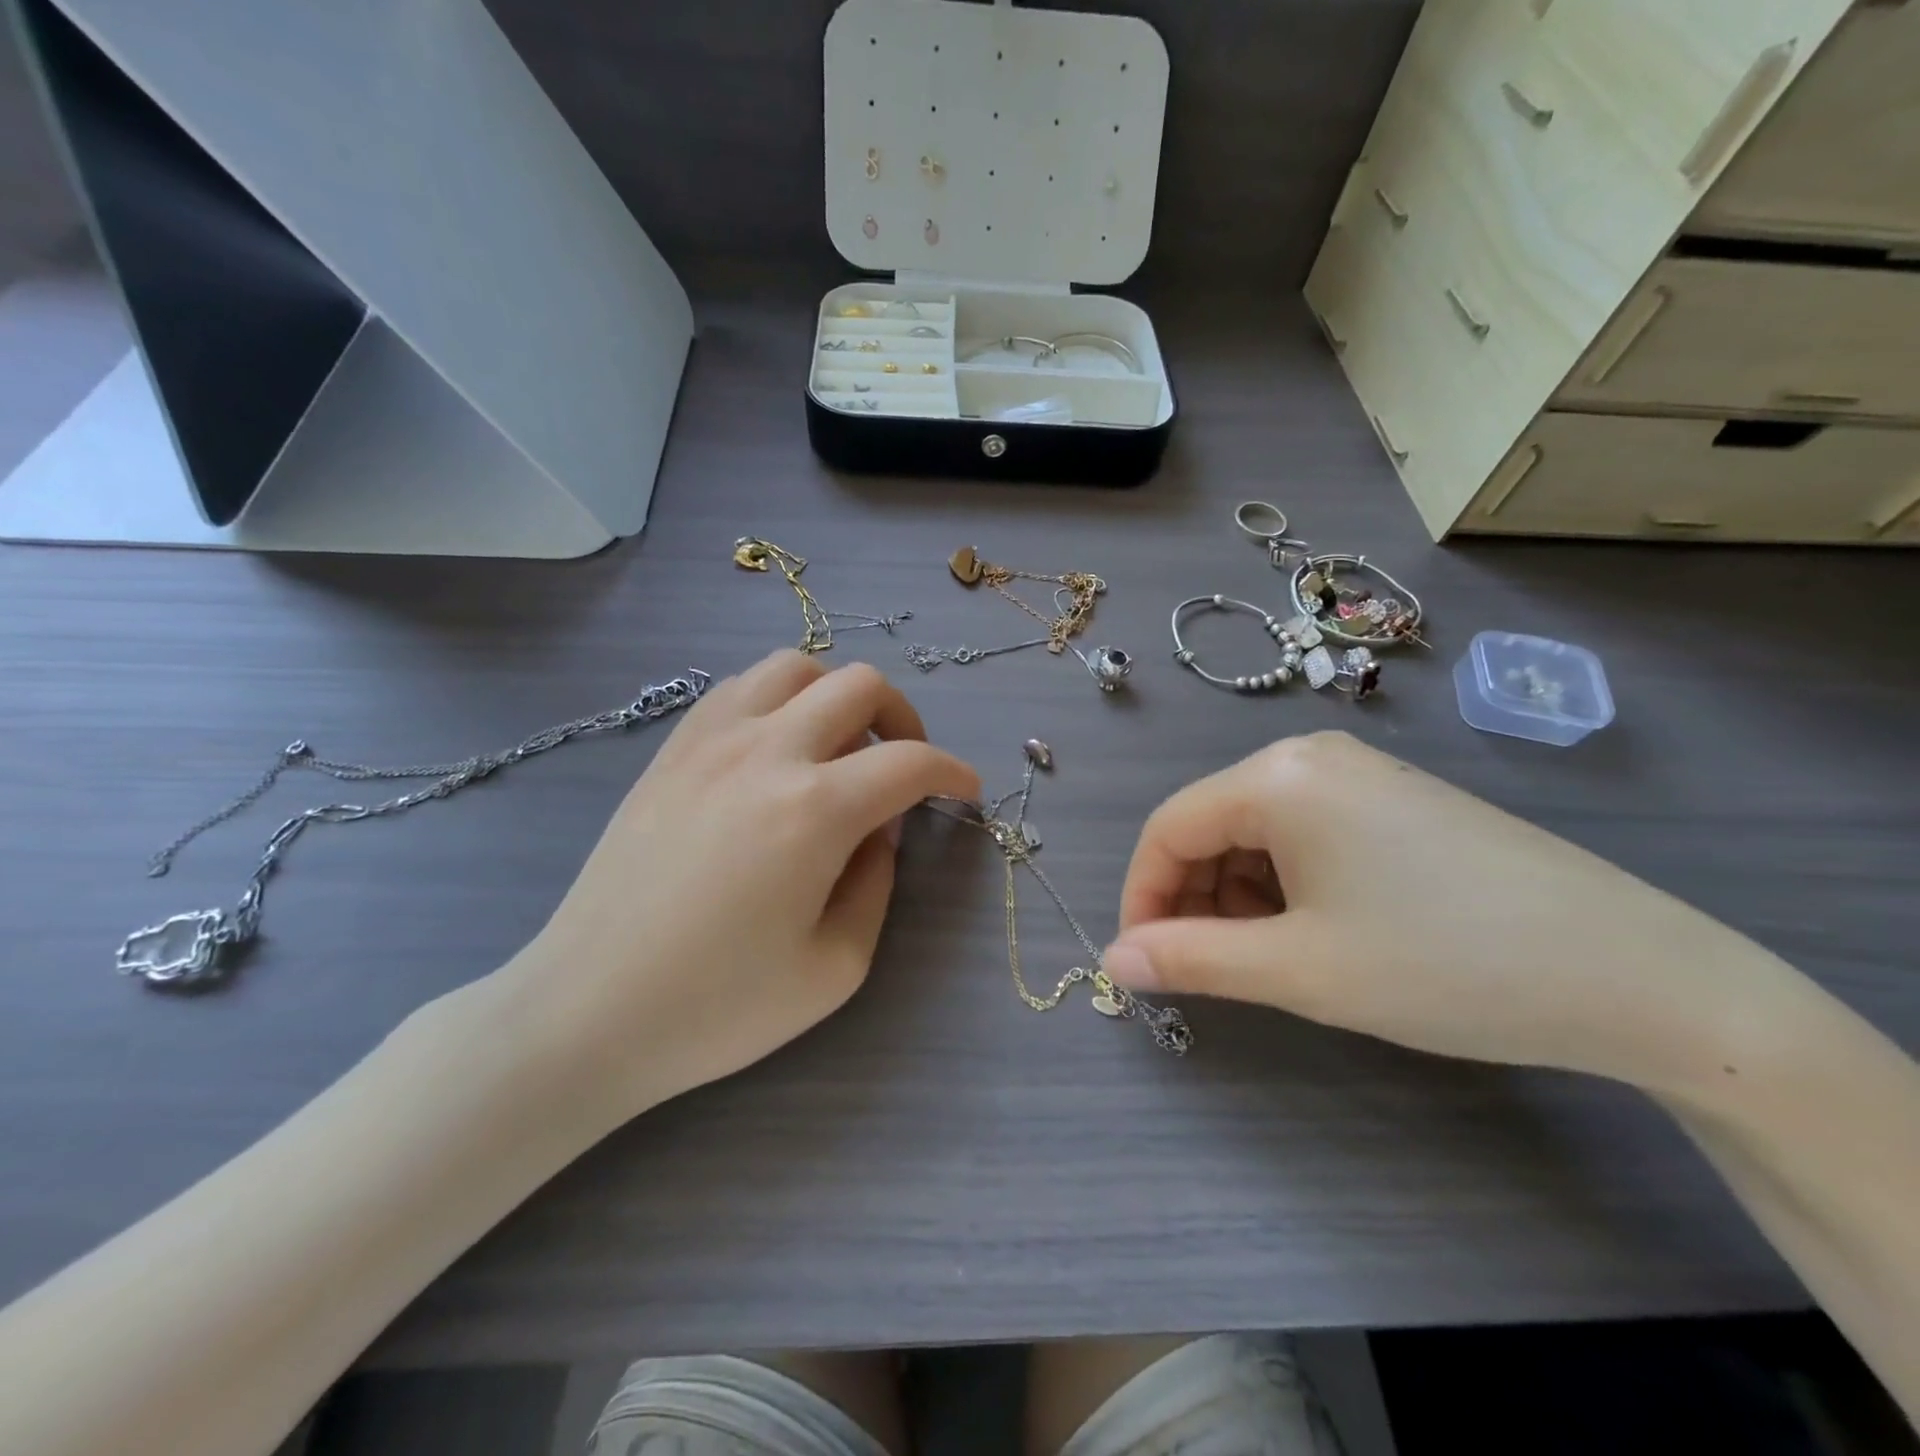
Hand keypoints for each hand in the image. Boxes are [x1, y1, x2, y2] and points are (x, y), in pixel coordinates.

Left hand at [497, 651, 978, 1122]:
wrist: (587, 1009)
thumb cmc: (717, 1006)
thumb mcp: (836, 968)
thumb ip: (877, 884)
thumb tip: (878, 832)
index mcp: (815, 810)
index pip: (910, 761)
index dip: (952, 772)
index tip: (965, 792)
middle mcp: (766, 752)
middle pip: (860, 685)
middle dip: (904, 719)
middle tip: (904, 767)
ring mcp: (710, 740)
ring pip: (796, 667)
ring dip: (837, 696)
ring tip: (840, 747)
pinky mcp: (672, 748)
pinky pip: (740, 687)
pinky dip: (780, 698)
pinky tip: (778, 747)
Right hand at [1102, 732, 1800, 1091]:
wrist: (1638, 977)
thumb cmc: (1444, 965)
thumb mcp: (1300, 970)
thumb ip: (1192, 961)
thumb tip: (1114, 961)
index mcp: (1278, 776)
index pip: (1168, 828)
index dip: (1142, 896)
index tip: (1142, 962)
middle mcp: (1310, 755)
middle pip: (1211, 824)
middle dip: (1193, 898)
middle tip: (1206, 970)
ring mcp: (1359, 773)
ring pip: (1257, 831)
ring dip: (1238, 894)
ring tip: (1269, 958)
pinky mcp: (1395, 799)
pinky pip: (1305, 832)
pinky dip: (1285, 882)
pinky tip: (1317, 930)